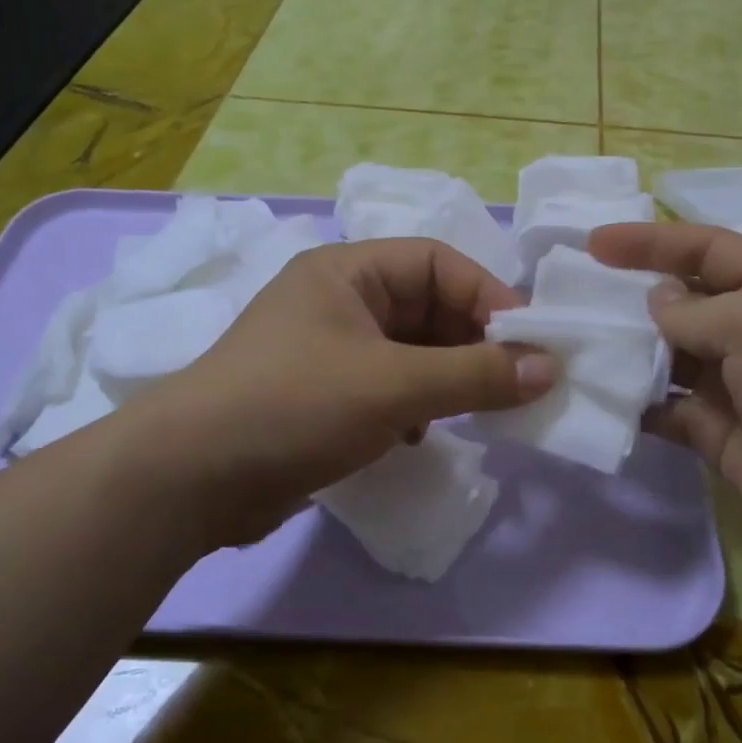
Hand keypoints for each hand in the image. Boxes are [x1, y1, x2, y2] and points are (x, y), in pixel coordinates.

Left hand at [123, 238, 555, 547]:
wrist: (190, 480)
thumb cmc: (295, 406)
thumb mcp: (394, 385)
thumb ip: (476, 375)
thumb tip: (551, 368)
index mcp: (348, 272)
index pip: (437, 263)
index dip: (488, 296)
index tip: (530, 342)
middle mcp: (338, 301)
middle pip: (426, 306)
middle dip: (471, 343)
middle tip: (514, 382)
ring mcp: (327, 349)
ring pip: (410, 350)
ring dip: (447, 377)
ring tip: (478, 409)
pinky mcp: (321, 395)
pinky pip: (387, 385)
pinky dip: (415, 404)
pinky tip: (421, 434)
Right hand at [590, 222, 741, 583]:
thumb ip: (694, 310)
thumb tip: (657, 303)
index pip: (707, 248)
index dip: (651, 241)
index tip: (593, 243)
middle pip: (685, 301)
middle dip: (633, 296)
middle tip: (574, 297)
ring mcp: (740, 385)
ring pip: (671, 356)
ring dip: (629, 350)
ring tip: (576, 344)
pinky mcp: (721, 434)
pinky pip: (669, 408)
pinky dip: (637, 402)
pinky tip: (599, 397)